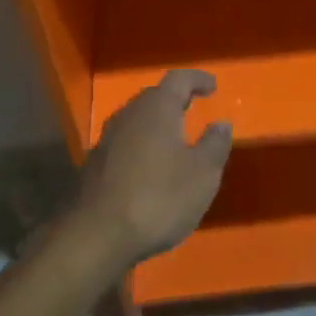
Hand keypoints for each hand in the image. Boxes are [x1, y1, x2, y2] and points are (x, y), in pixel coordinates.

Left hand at [75, 69, 231, 263]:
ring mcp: (107, 139)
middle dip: (175, 99)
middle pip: (154, 96)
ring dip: (156, 124)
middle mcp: (129, 115)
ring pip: (137, 120)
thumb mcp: (203, 174)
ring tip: (174, 139)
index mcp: (157, 109)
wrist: (97, 236)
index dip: (197, 78)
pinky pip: (125, 143)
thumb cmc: (159, 198)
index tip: (212, 85)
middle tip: (193, 108)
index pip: (179, 79)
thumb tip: (221, 123)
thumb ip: (215, 144)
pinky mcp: (95, 164)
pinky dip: (142, 145)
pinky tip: (151, 167)